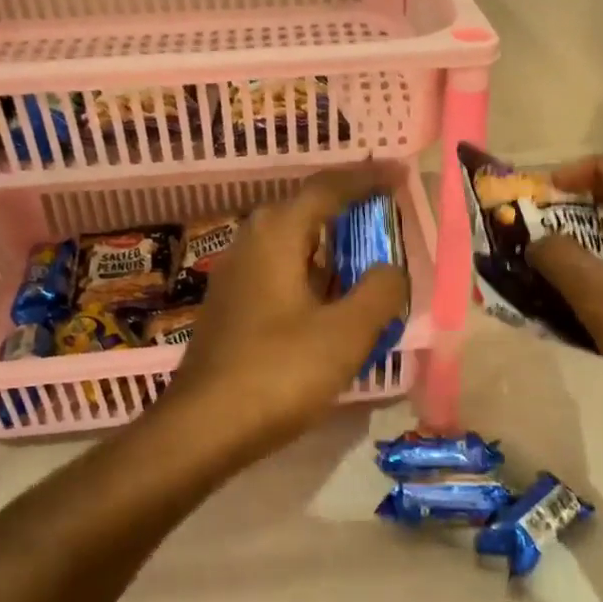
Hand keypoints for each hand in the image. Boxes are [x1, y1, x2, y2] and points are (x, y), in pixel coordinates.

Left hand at [165, 162, 410, 462]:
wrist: (202, 427)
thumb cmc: (279, 372)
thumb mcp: (346, 333)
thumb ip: (380, 291)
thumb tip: (390, 269)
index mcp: (278, 233)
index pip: (329, 187)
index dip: (368, 178)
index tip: (400, 173)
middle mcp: (253, 241)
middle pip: (308, 208)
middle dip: (350, 206)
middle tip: (388, 209)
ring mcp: (238, 273)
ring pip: (294, 241)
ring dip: (332, 241)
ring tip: (369, 250)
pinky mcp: (233, 304)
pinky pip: (283, 268)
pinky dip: (315, 269)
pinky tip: (333, 294)